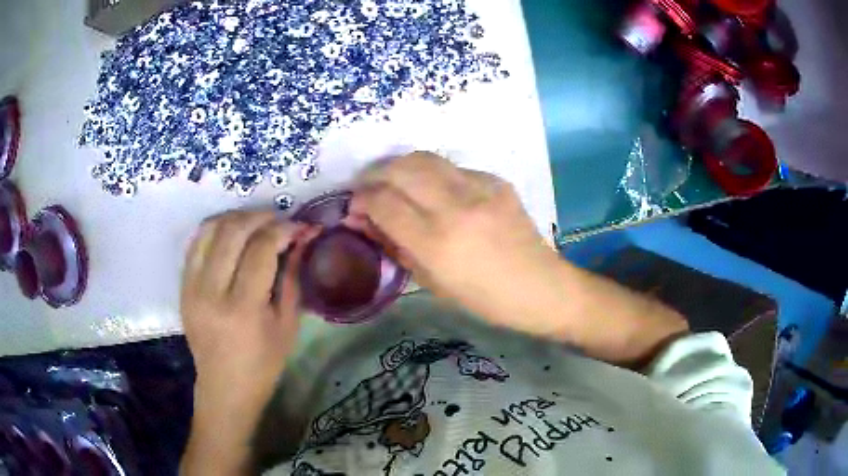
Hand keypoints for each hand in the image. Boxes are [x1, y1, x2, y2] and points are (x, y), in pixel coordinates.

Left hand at [180, 210, 317, 474]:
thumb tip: (301, 238)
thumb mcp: (287, 325)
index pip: (261, 249)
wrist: (224, 386)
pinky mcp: (182, 286)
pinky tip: (232, 233)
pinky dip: (216, 229)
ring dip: (236, 217)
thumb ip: (292, 277)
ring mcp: (191, 287)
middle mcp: (211, 292)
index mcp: (243, 308)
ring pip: (210, 229)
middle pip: (233, 231)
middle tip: (278, 219)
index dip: (283, 229)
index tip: (299, 226)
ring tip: (255, 222)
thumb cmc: (263, 364)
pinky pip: (196, 242)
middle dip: (260, 217)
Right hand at [348, 152, 560, 334]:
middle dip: (374, 175)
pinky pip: (452, 168)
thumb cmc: (484, 299)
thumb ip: (396, 246)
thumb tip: (365, 221)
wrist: (540, 286)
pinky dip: (432, 175)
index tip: (354, 207)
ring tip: (392, 181)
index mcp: (436, 242)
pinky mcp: (496, 180)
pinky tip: (434, 190)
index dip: (360, 200)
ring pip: (424, 158)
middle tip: (367, 189)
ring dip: (399, 166)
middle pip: (399, 170)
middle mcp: (455, 207)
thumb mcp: (433, 282)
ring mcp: (479, 188)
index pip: (383, 203)